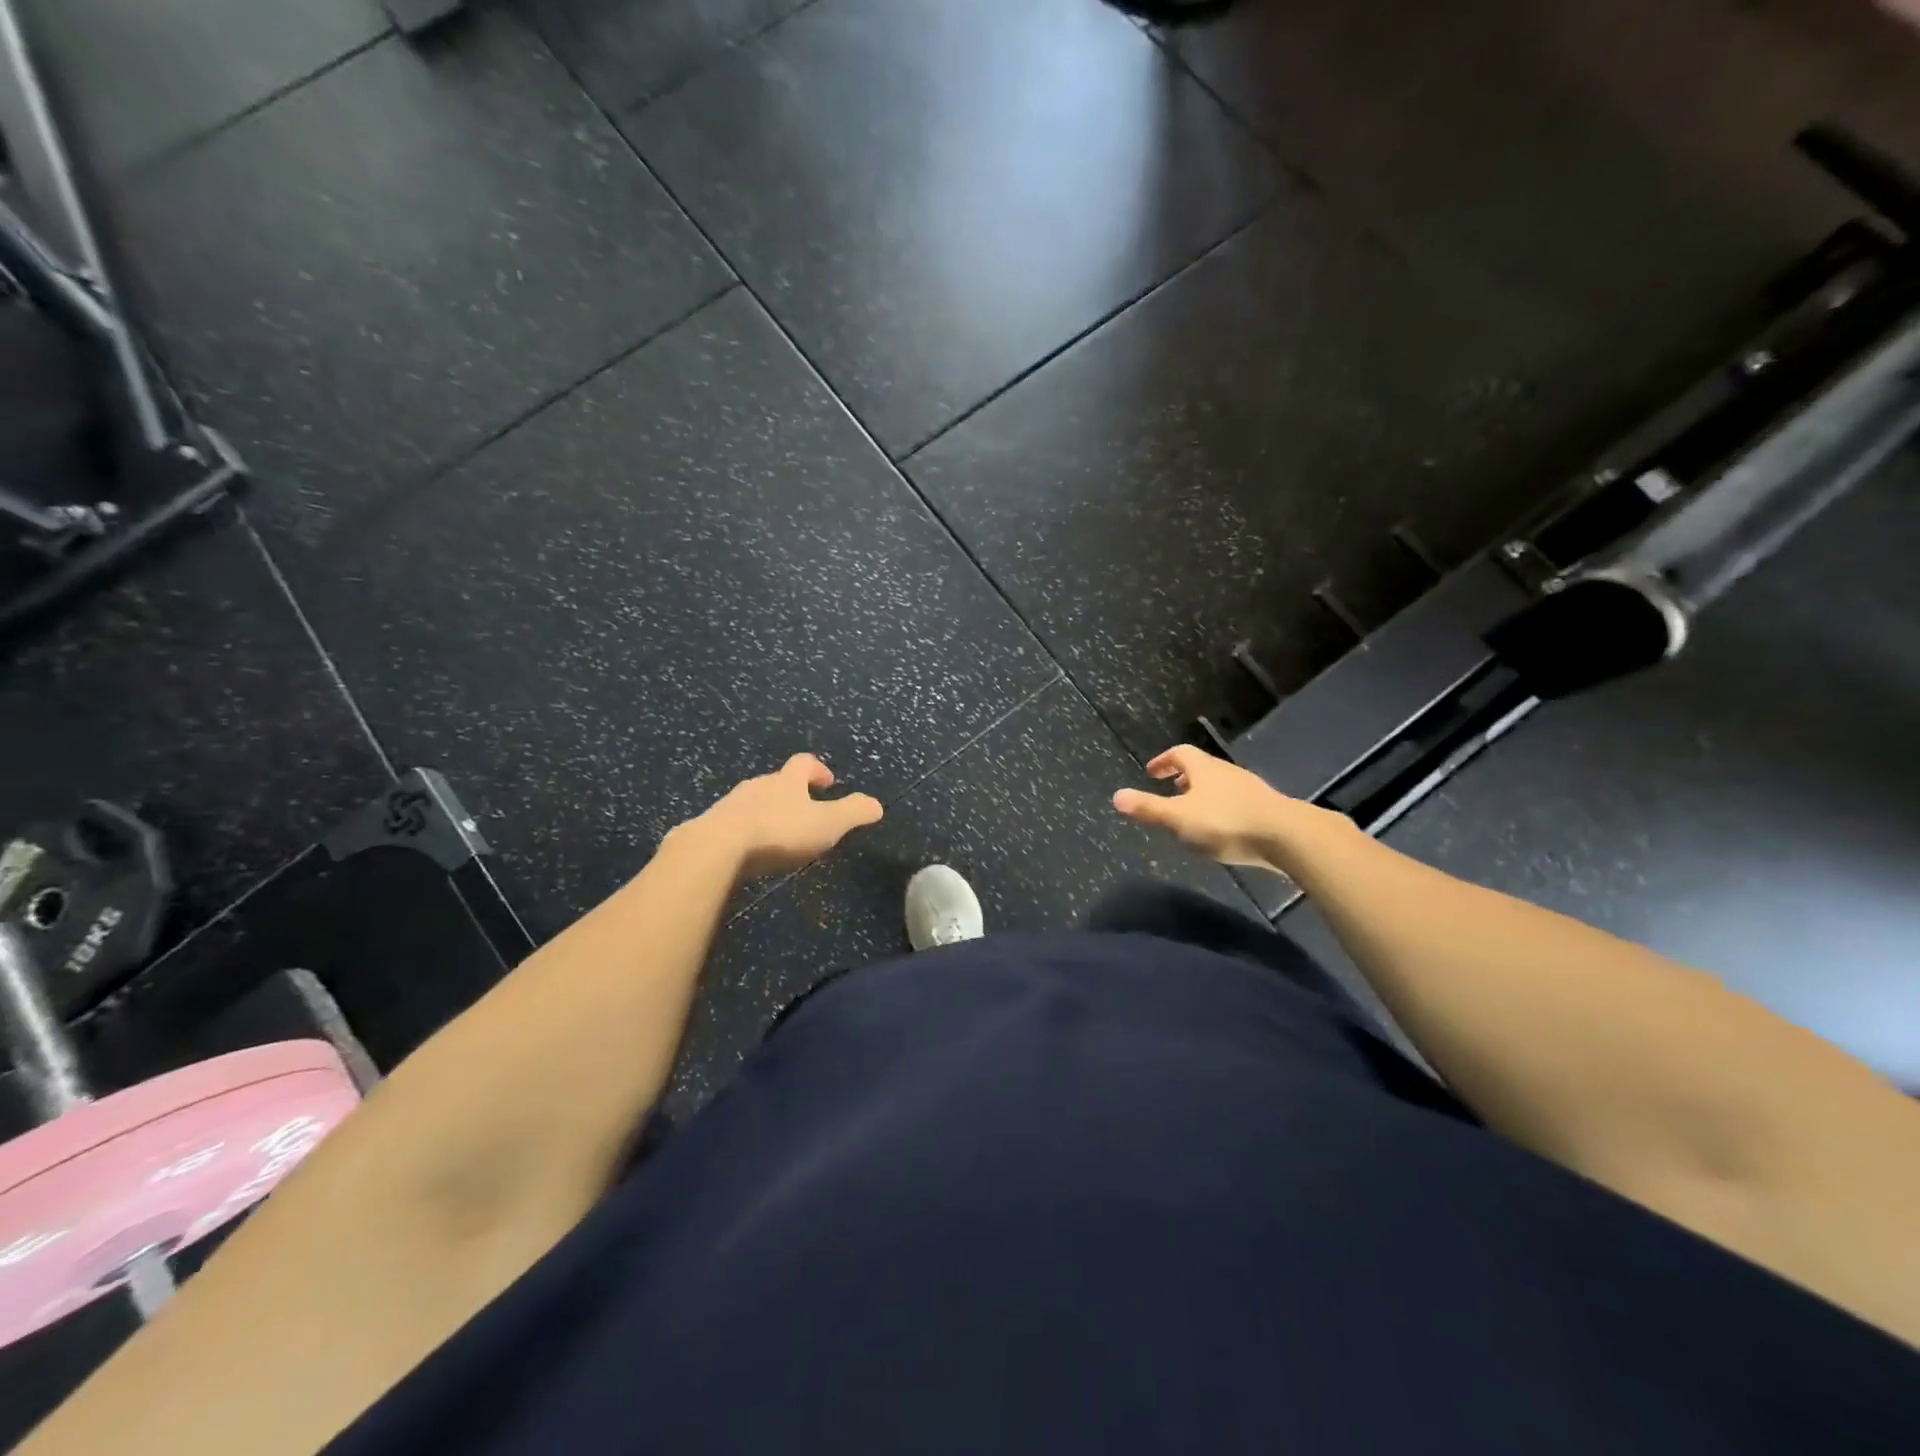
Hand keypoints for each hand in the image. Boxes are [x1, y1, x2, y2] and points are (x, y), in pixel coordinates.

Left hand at [678, 754, 882, 877]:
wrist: (717, 848)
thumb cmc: (779, 831)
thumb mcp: (827, 824)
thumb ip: (853, 812)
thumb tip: (877, 804)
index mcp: (787, 781)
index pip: (804, 763)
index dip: (818, 770)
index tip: (827, 783)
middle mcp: (758, 785)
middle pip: (777, 781)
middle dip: (792, 793)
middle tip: (805, 811)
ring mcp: (731, 805)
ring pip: (754, 801)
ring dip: (768, 812)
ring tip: (778, 833)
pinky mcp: (710, 827)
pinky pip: (733, 824)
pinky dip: (745, 831)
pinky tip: (749, 851)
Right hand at [1113, 744, 1335, 868]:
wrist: (1287, 836)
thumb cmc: (1226, 822)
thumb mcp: (1179, 818)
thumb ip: (1148, 808)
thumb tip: (1116, 796)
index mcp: (1204, 768)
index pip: (1180, 754)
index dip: (1164, 761)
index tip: (1151, 772)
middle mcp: (1227, 772)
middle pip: (1202, 768)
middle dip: (1184, 778)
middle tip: (1170, 790)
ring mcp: (1250, 789)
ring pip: (1220, 785)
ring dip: (1204, 794)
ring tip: (1193, 812)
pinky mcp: (1267, 808)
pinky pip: (1237, 801)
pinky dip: (1222, 808)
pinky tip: (1222, 829)